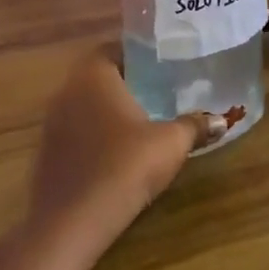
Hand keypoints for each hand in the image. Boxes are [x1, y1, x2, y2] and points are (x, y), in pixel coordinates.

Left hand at [26, 47, 228, 266]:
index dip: (139, 56)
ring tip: (141, 124)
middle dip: (127, 83)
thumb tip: (220, 120)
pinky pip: (76, 130)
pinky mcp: (48, 150)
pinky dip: (95, 134)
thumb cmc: (124, 166)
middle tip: (158, 93)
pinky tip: (117, 153)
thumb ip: (194, 126)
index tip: (162, 67)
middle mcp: (67, 88)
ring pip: (86, 103)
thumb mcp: (170, 144)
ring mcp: (52, 120)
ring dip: (110, 110)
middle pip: (100, 75)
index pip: (115, 48)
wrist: (71, 221)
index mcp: (93, 73)